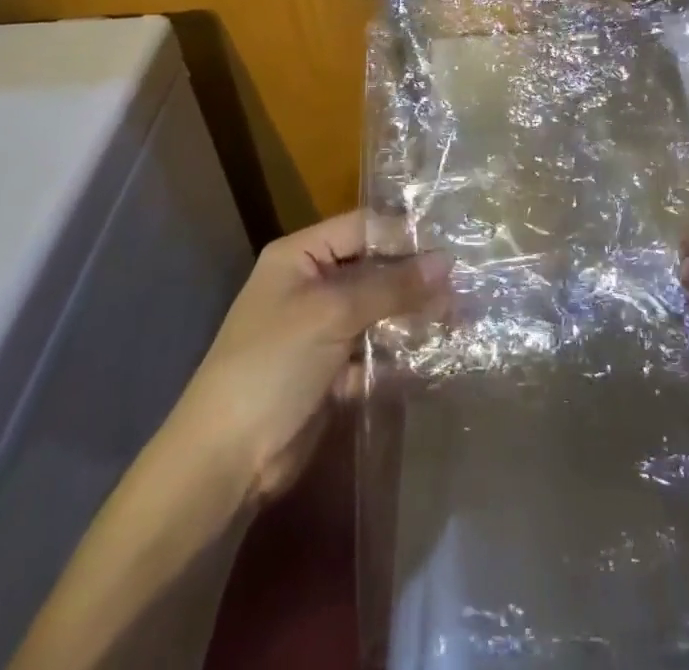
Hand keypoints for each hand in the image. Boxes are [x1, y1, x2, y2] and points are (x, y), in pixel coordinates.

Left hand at [166, 211, 448, 504]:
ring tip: (458, 320)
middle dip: (415, 279)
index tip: (452, 246)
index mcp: (301, 255)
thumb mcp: (333, 313)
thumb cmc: (272, 365)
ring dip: (412, 317)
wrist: (224, 461)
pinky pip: (373, 348)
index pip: (363, 227)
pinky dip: (397, 352)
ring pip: (378, 310)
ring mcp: (322, 328)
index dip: (405, 234)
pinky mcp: (331, 368)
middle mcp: (312, 283)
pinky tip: (431, 355)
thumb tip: (446, 262)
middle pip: (374, 268)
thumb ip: (391, 286)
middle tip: (464, 287)